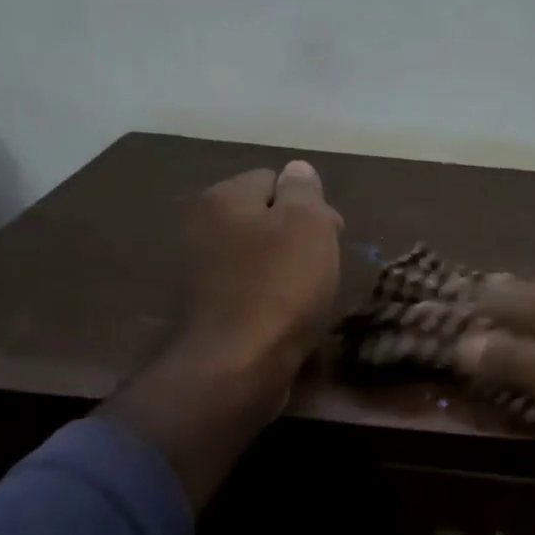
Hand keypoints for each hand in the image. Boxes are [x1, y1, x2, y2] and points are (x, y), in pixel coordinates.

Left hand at [183, 160, 342, 383]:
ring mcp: (201, 270)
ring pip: (258, 254)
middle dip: (297, 236)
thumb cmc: (280, 287)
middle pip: (264, 217)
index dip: (309, 204)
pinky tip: (285, 315)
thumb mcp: (307, 225)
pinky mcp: (208, 308)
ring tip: (308, 294)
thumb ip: (304, 190)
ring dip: (284, 268)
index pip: (274, 179)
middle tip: (324, 266)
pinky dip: (269, 296)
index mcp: (224, 197)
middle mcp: (203, 226)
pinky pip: (249, 288)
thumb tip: (297, 170)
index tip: (332, 235)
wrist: (237, 364)